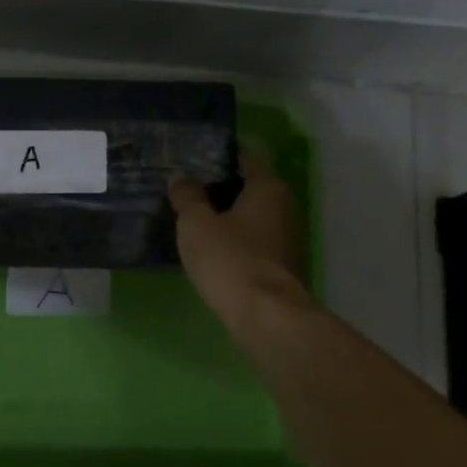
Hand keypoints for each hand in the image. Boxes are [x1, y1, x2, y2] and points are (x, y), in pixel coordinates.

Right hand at [170, 140, 308, 342]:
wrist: (264, 315)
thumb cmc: (230, 259)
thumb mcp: (196, 224)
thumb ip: (187, 197)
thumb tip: (181, 177)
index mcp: (267, 187)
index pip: (249, 155)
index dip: (224, 151)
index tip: (198, 153)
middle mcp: (283, 206)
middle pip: (251, 184)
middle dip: (222, 183)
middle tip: (188, 184)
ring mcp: (285, 237)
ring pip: (252, 214)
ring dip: (227, 213)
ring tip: (194, 214)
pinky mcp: (279, 264)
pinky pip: (253, 239)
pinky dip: (234, 236)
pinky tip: (210, 245)